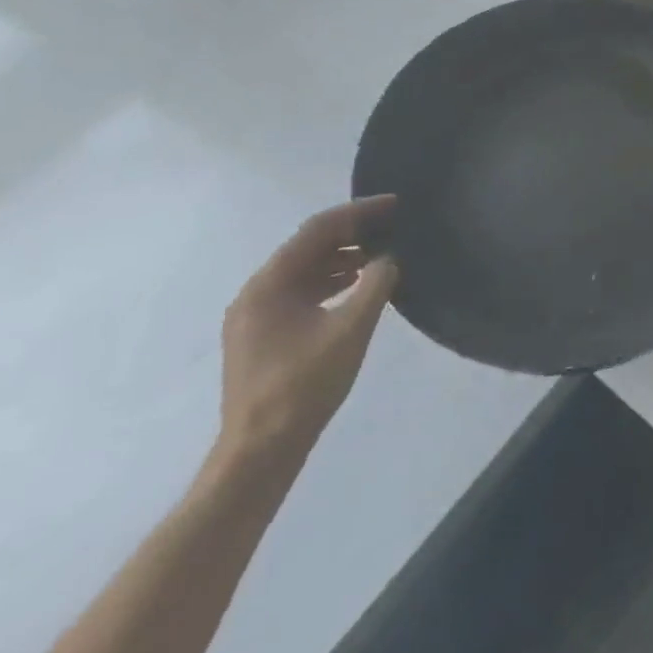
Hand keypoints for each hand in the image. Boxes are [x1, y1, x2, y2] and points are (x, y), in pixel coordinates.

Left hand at [219, 196, 398, 461]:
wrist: (261, 448)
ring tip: (384, 253)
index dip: (359, 212)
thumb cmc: (304, 385)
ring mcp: (257, 315)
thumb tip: (390, 258)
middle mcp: (256, 292)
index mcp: (269, 284)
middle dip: (352, 233)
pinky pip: (301, 292)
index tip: (395, 204)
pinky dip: (332, 282)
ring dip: (343, 258)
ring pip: (305, 270)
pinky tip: (360, 286)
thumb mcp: (351, 330)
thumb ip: (374, 286)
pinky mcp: (264, 335)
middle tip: (393, 226)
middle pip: (308, 247)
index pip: (317, 230)